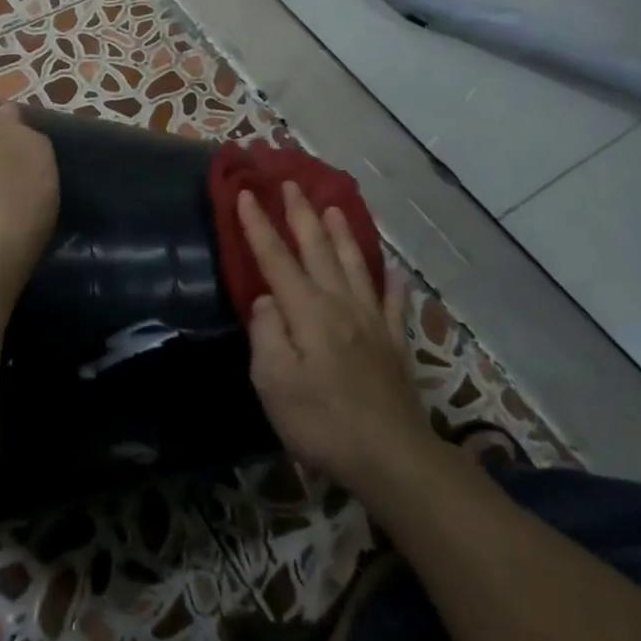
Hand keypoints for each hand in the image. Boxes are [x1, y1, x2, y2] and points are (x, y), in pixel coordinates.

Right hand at [238, 182, 432, 490]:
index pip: (277, 259)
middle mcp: (340, 305)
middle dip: (301, 214)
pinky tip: (395, 268)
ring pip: (355, 264)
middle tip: (290, 183)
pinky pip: (393, 301)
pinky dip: (392, 280)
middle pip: (318, 249)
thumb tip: (266, 299)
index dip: (259, 226)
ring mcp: (372, 321)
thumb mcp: (274, 382)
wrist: (392, 457)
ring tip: (333, 207)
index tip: (246, 194)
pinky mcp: (394, 343)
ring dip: (342, 233)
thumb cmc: (322, 421)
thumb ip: (266, 333)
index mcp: (308, 312)